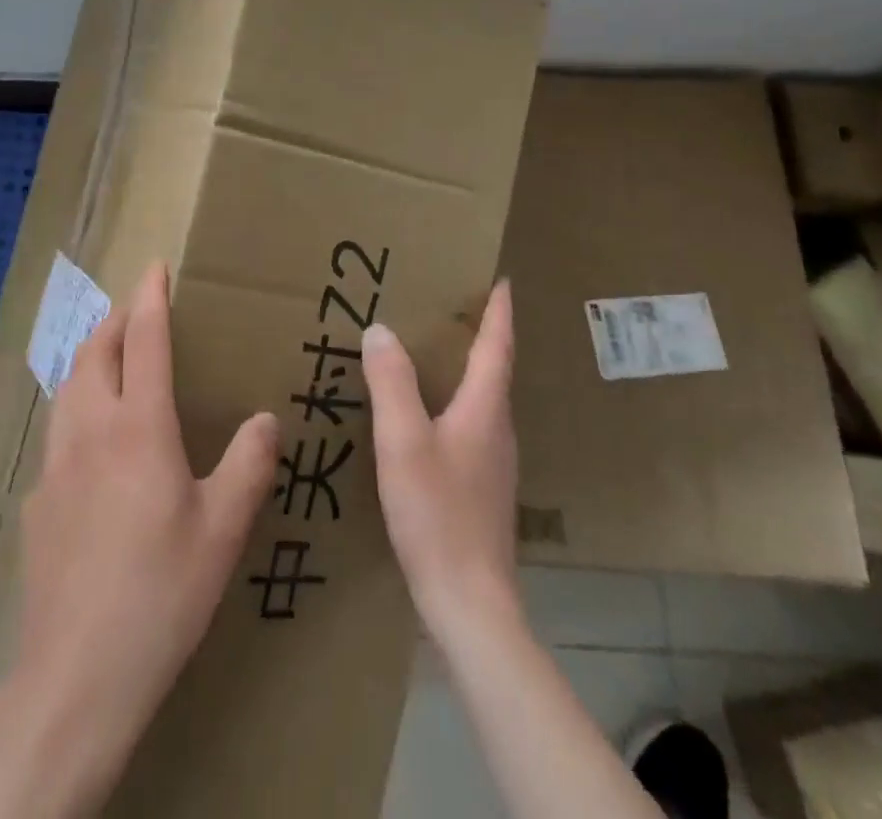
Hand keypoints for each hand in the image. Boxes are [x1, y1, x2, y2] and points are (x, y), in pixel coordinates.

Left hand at [13, 261, 279, 746]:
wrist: (77, 673)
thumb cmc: (162, 592)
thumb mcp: (223, 529)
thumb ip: (248, 465)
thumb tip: (265, 420)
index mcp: (139, 428)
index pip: (143, 340)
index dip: (150, 297)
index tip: (155, 266)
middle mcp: (90, 431)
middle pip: (94, 352)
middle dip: (114, 319)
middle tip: (136, 309)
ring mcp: (55, 464)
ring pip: (68, 387)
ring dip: (90, 358)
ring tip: (111, 357)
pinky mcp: (37, 500)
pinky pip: (57, 432)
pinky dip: (77, 408)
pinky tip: (92, 443)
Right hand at [361, 280, 520, 643]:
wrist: (470, 603)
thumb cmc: (437, 513)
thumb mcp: (403, 441)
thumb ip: (391, 383)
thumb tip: (380, 329)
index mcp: (485, 409)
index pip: (498, 346)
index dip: (499, 311)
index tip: (500, 280)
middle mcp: (498, 429)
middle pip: (494, 369)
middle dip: (479, 334)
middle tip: (451, 306)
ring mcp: (494, 462)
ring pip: (481, 399)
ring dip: (464, 368)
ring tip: (432, 352)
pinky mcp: (482, 487)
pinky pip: (469, 425)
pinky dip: (452, 402)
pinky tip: (424, 415)